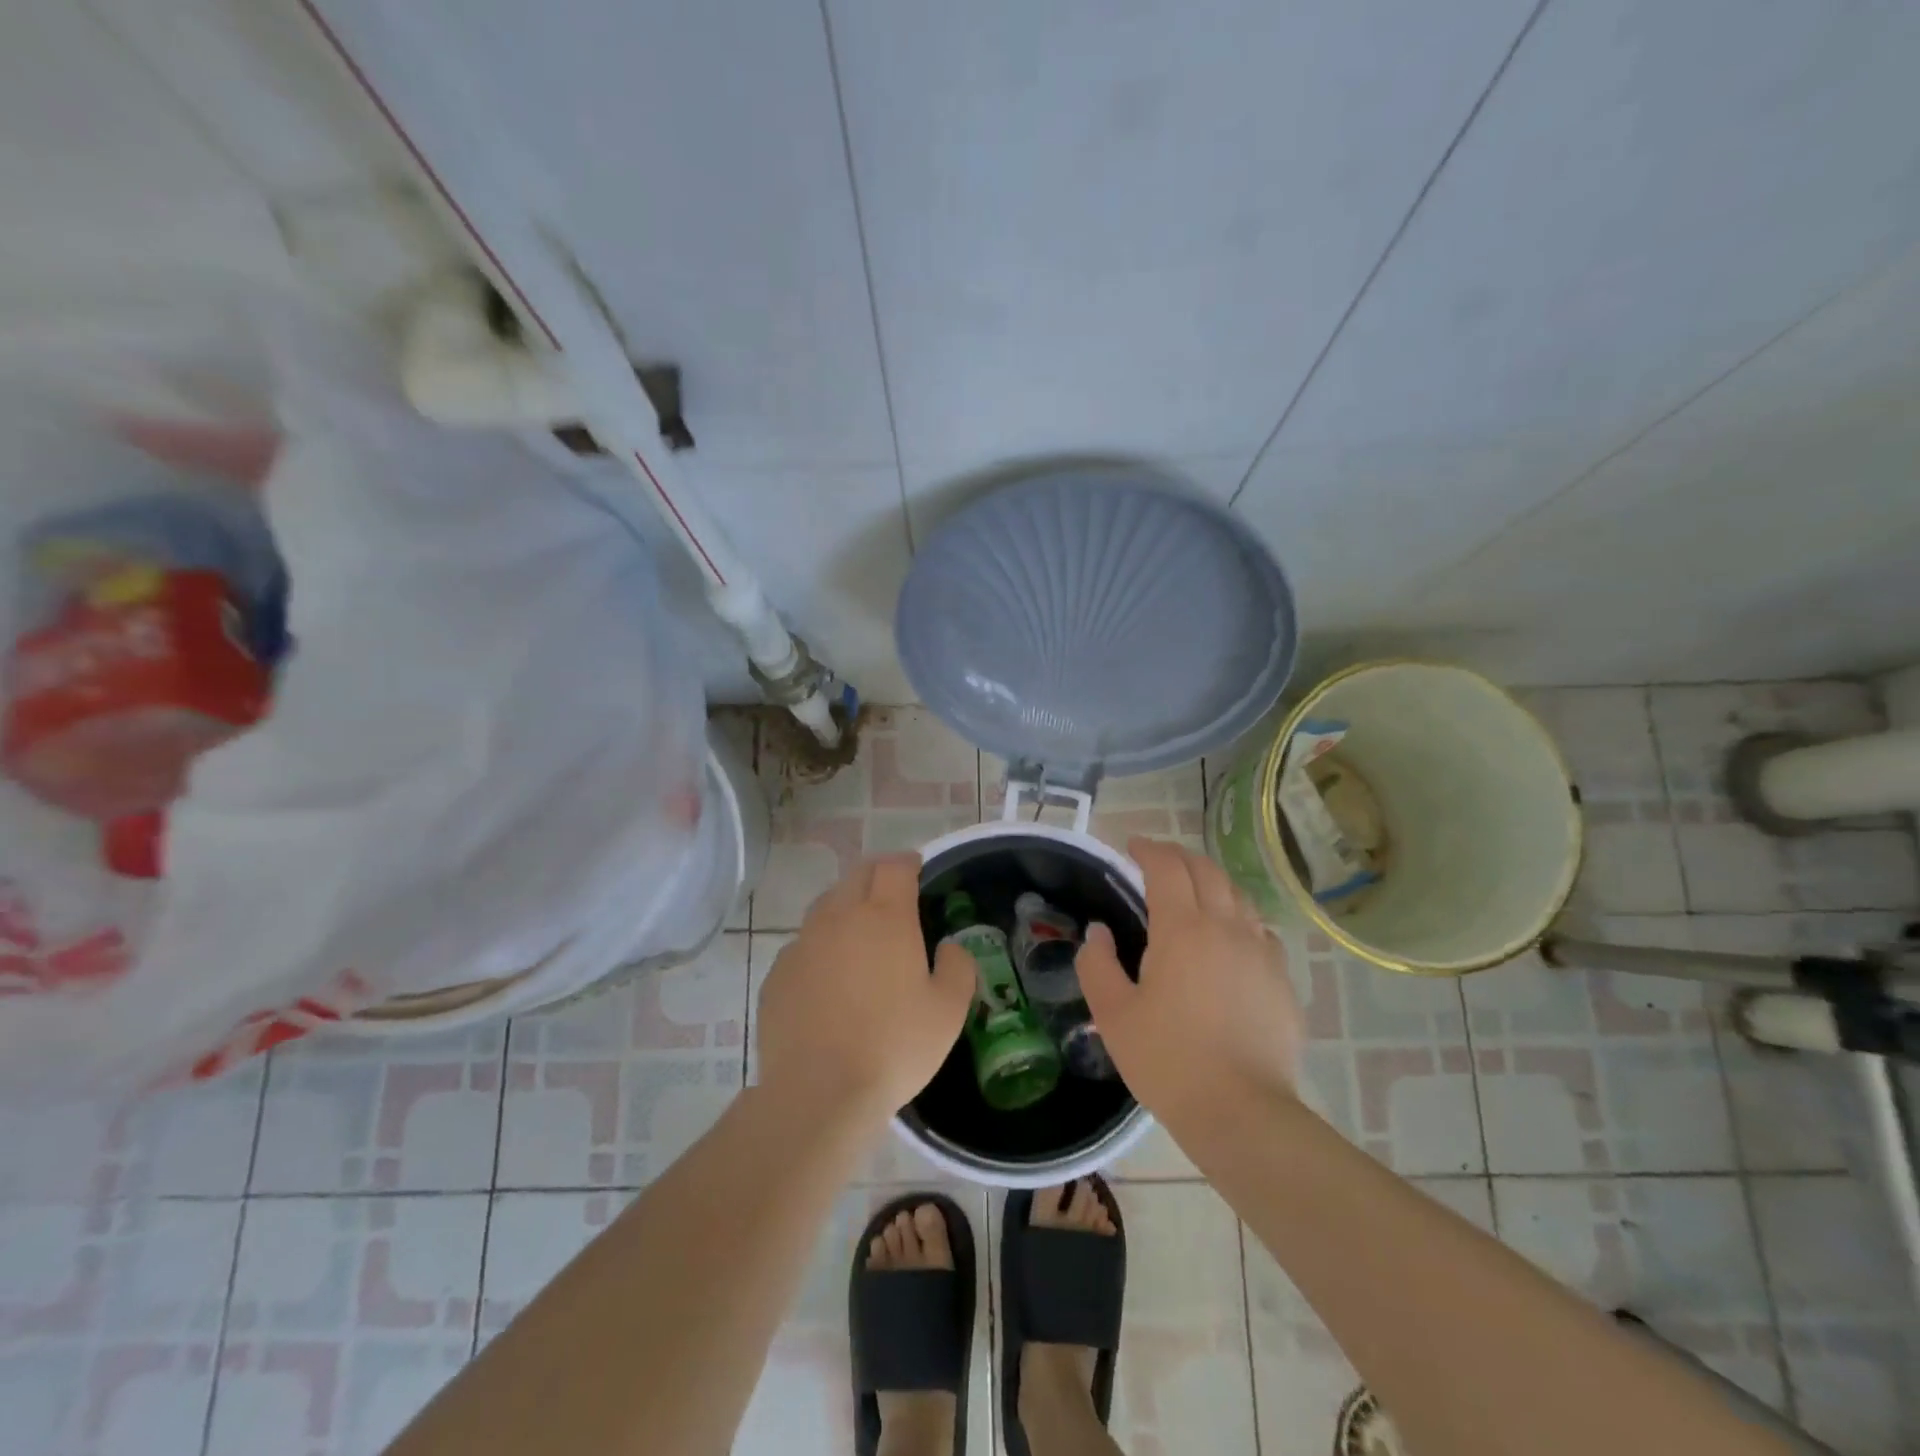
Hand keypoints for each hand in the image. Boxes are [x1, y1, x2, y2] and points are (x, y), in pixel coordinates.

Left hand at [756, 852, 974, 1125]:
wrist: (818, 1092)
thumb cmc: (894, 1047)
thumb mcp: (948, 1011)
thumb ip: (957, 968)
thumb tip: (948, 947)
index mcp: (885, 917)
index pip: (894, 866)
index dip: (908, 862)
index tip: (917, 869)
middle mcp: (840, 917)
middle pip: (856, 875)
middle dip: (877, 874)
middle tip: (892, 891)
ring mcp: (803, 944)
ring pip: (825, 905)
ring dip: (846, 905)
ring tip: (859, 929)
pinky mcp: (777, 973)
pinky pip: (802, 944)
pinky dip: (820, 946)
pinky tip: (828, 976)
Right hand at [1076, 837, 1303, 1129]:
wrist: (1241, 1111)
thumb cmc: (1168, 1060)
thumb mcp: (1113, 1014)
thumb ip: (1097, 964)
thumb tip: (1099, 933)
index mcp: (1182, 928)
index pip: (1167, 867)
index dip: (1148, 849)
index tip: (1131, 847)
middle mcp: (1226, 927)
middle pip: (1207, 871)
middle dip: (1179, 857)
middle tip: (1157, 862)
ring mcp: (1261, 951)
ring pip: (1238, 895)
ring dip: (1212, 882)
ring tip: (1193, 892)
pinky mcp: (1281, 979)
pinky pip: (1260, 929)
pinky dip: (1239, 917)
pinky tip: (1230, 938)